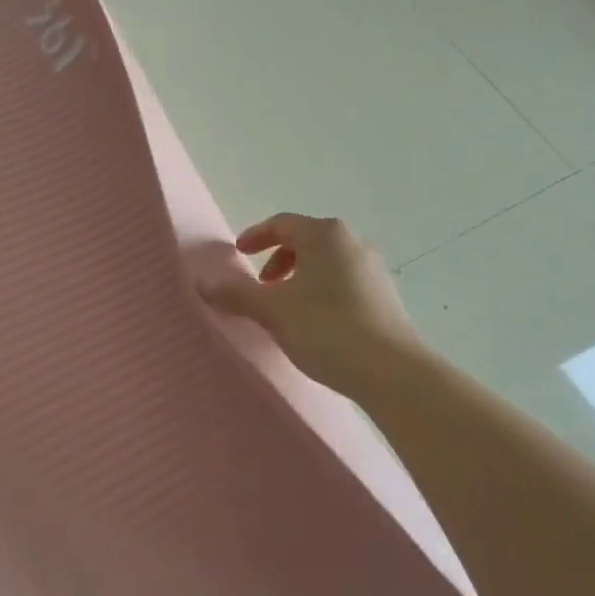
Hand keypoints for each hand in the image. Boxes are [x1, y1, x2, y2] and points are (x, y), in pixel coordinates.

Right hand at [199, 213, 426, 395]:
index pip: (282, 224)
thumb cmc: (326, 329)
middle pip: (305, 240)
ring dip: (299, 277)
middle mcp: (352, 242)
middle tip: (260, 286)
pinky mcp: (385, 295)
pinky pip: (343, 281)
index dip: (255, 237)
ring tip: (285, 308)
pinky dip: (321, 291)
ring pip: (325, 262)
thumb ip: (235, 293)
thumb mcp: (272, 311)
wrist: (392, 371)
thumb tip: (202, 282)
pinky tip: (315, 323)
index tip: (238, 254)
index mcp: (324, 234)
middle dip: (277, 259)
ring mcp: (373, 269)